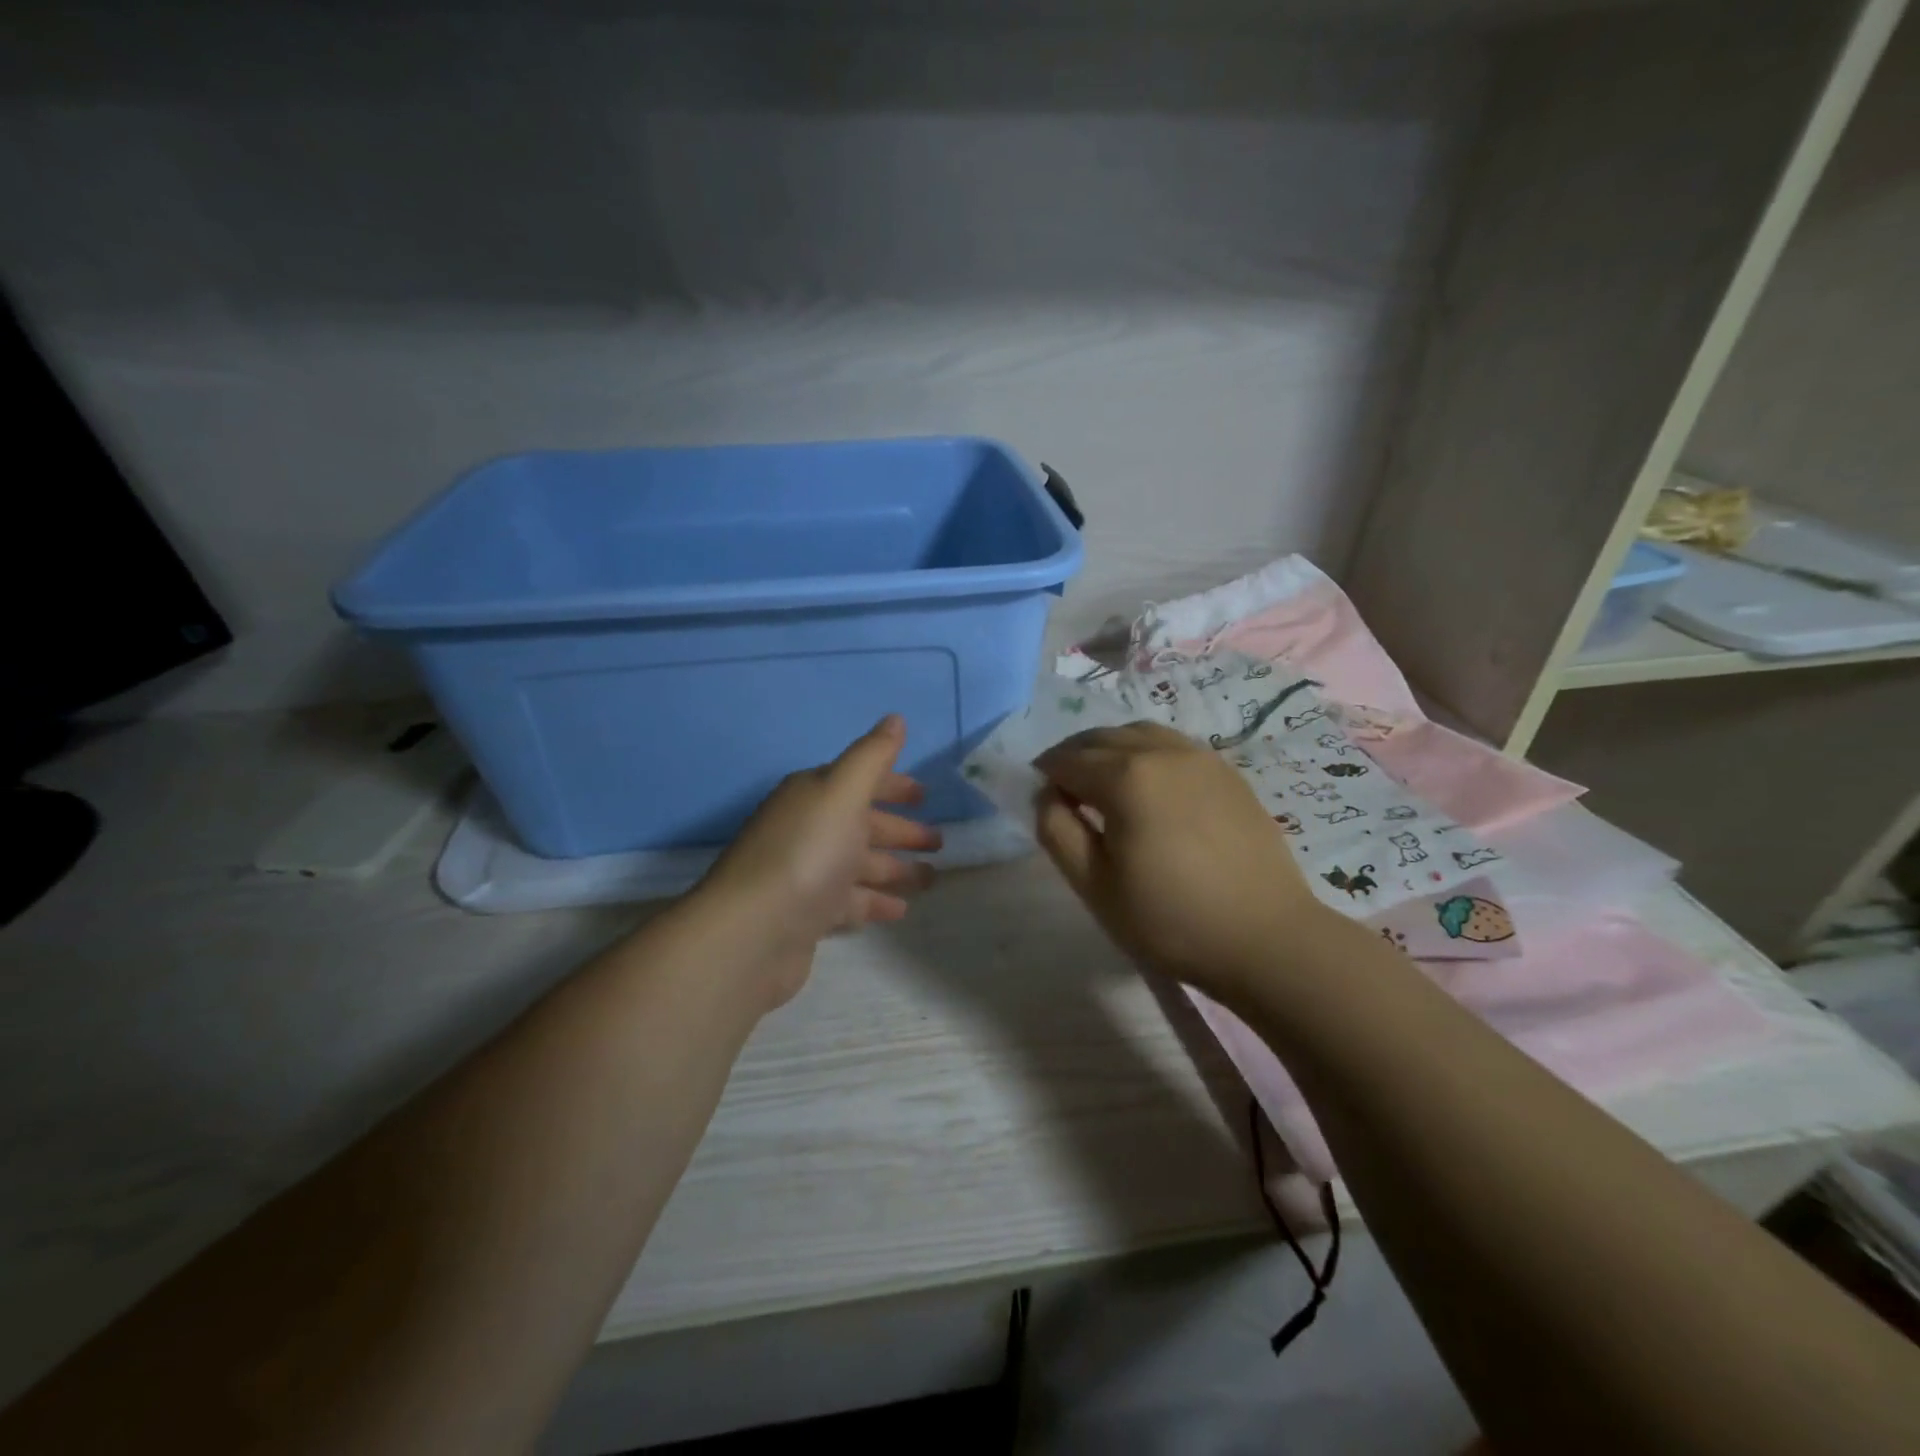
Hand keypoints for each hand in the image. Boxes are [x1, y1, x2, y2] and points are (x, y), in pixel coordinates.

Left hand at [695, 715, 940, 1005]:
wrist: (753, 932)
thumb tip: (895, 718)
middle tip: (940, 843)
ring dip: (895, 869)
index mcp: (814, 796)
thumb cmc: (807, 853)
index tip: (926, 796)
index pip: (859, 782)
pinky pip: (850, 901)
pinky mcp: (807, 914)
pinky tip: (901, 909)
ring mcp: (806, 874)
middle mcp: (807, 829)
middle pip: (862, 825)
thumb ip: (872, 756)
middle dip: (901, 831)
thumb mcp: (843, 793)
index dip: (893, 786)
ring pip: (859, 865)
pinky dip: (875, 901)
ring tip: (930, 879)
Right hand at [1034, 722, 1326, 1004]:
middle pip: (1100, 738)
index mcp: (1125, 777)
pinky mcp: (1227, 771)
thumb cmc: (1171, 920)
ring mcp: (1200, 757)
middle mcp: (1161, 751)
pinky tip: (1149, 787)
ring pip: (1137, 733)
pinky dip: (1145, 753)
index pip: (1066, 760)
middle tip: (1063, 793)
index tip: (1038, 800)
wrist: (1267, 939)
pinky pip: (1171, 745)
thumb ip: (1057, 831)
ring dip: (1109, 750)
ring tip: (1104, 786)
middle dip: (1072, 757)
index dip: (1044, 775)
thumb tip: (1046, 795)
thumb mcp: (1094, 886)